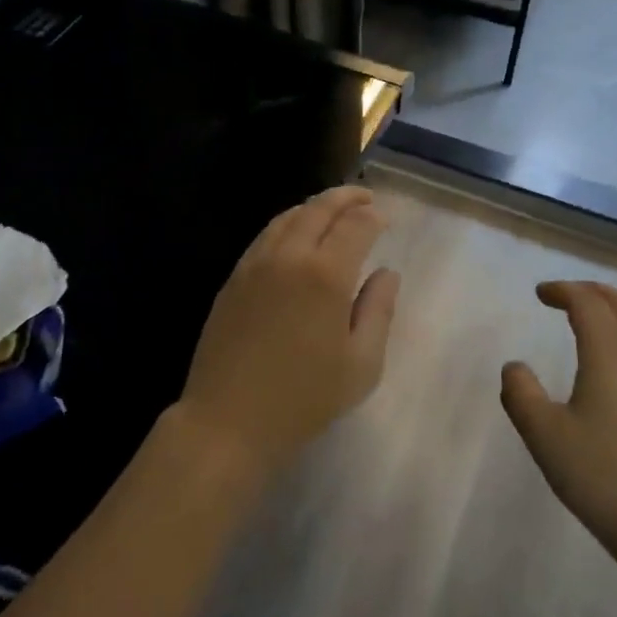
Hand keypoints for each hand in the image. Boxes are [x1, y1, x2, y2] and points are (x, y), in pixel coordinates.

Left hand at [176, 186, 399, 477]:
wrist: (228, 420)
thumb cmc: (304, 399)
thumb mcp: (361, 365)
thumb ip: (378, 311)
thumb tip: (387, 273)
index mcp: (326, 275)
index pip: (356, 226)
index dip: (373, 217)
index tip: (385, 218)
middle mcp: (289, 257)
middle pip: (319, 209)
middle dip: (345, 197)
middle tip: (364, 196)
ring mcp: (256, 264)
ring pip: (288, 217)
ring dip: (314, 206)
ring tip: (332, 209)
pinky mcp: (234, 277)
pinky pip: (265, 235)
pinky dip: (287, 223)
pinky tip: (294, 235)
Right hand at [501, 281, 616, 594]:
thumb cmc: (609, 480)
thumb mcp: (546, 438)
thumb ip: (522, 396)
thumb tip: (515, 366)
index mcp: (610, 353)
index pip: (587, 302)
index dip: (563, 290)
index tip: (541, 294)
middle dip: (593, 293)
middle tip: (568, 297)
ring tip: (598, 325)